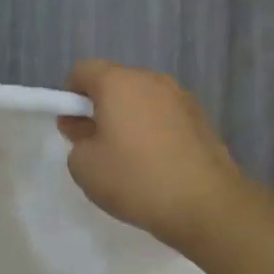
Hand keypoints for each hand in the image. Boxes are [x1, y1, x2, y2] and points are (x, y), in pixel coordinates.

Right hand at [58, 61, 246, 249]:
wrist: (205, 203)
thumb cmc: (135, 179)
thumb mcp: (84, 166)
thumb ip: (77, 141)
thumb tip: (89, 131)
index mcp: (119, 83)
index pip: (83, 70)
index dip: (69, 94)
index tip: (71, 125)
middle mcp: (152, 80)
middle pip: (115, 83)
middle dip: (100, 107)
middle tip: (95, 145)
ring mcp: (181, 98)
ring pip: (142, 100)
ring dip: (129, 119)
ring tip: (128, 159)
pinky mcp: (201, 119)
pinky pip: (165, 116)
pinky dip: (153, 131)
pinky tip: (155, 164)